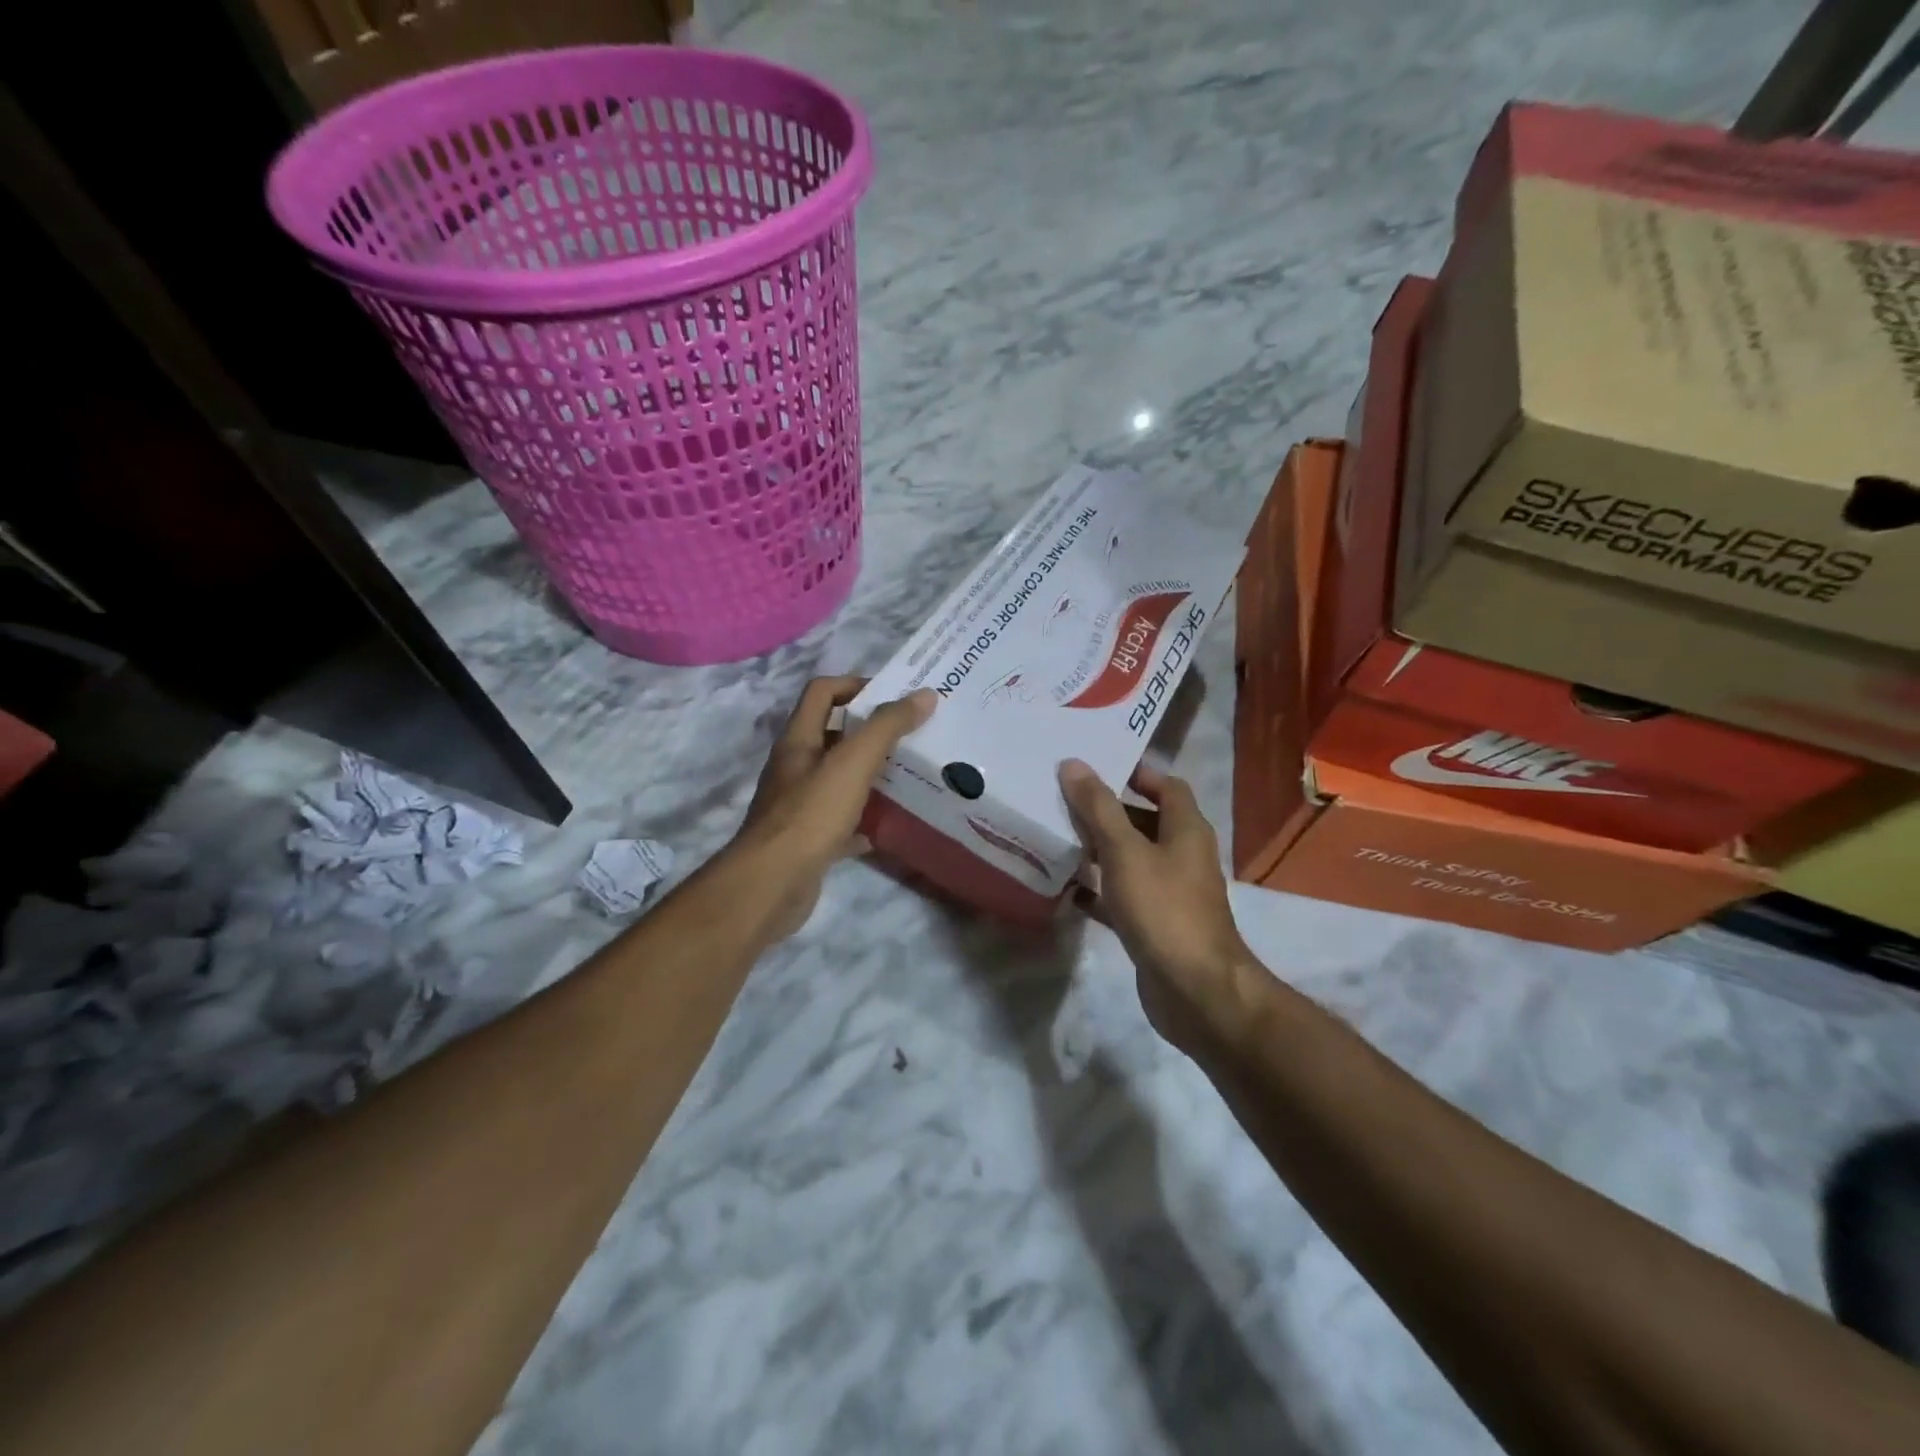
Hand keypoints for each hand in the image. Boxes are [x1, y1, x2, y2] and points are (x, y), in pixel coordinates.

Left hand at [736, 675, 935, 938]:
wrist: (772, 885)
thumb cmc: (811, 814)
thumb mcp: (853, 762)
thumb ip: (887, 726)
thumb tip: (924, 694)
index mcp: (799, 740)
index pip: (822, 692)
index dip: (855, 685)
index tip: (895, 697)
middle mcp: (795, 767)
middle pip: (833, 735)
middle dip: (872, 731)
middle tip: (914, 735)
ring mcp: (799, 806)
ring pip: (839, 779)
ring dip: (871, 775)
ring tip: (910, 775)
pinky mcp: (808, 840)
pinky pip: (841, 822)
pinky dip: (865, 820)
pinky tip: (889, 826)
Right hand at [1058, 759, 1263, 1053]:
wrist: (1194, 989)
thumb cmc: (1163, 908)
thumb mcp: (1125, 851)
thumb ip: (1098, 808)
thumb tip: (1074, 764)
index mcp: (1186, 830)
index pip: (1166, 786)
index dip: (1136, 773)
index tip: (1095, 767)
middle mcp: (1183, 856)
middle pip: (1145, 821)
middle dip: (1108, 811)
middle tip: (1063, 800)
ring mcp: (1170, 892)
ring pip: (1131, 859)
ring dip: (1100, 849)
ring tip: (1058, 837)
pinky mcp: (1155, 924)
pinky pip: (1123, 896)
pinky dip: (1099, 889)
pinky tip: (1067, 888)